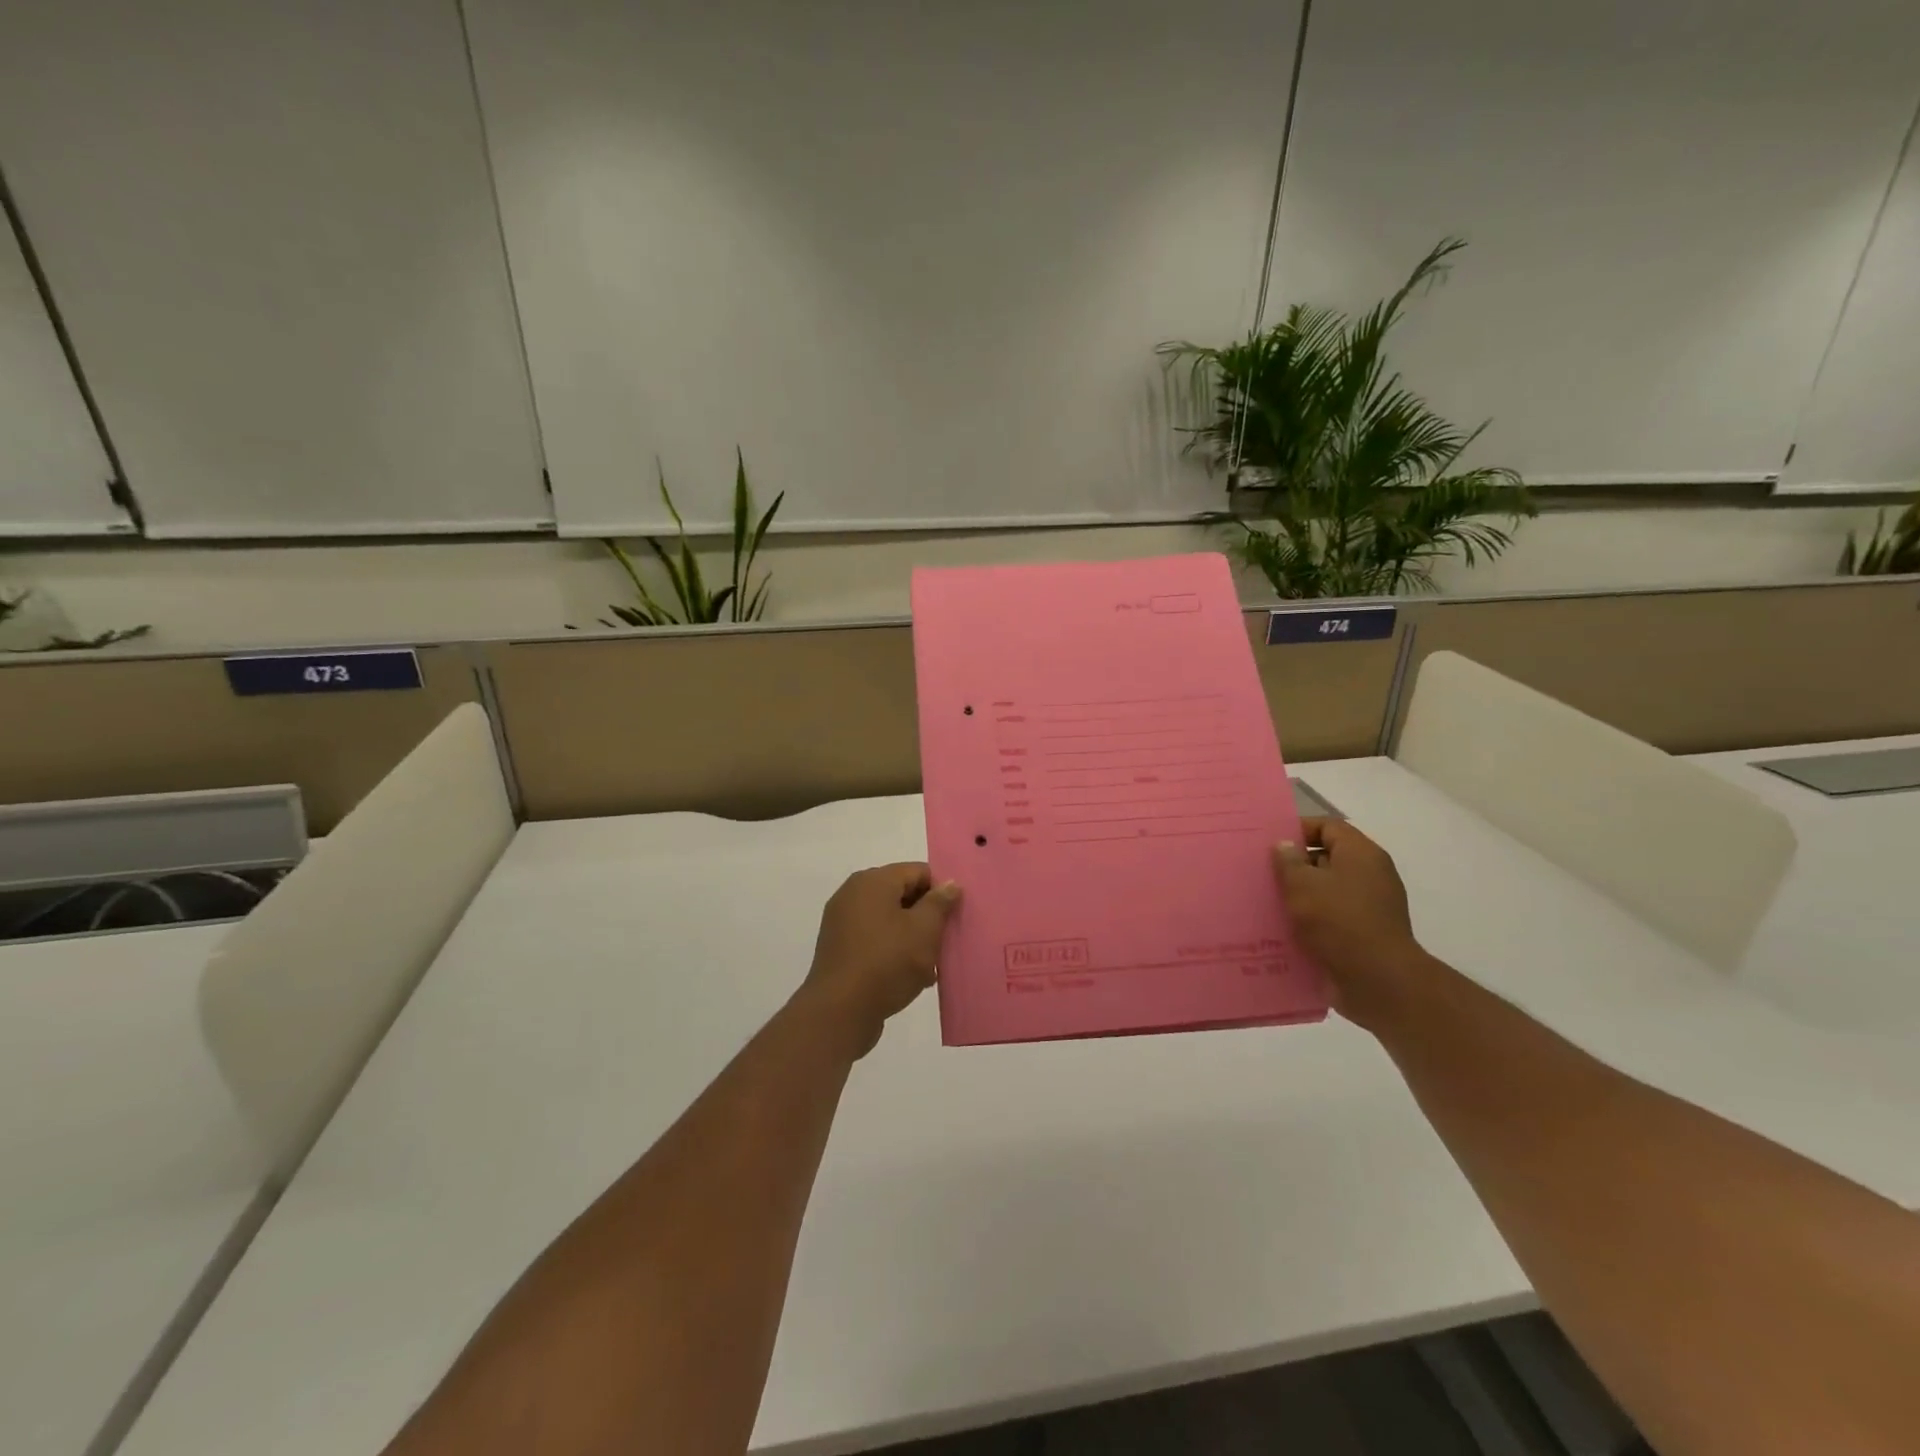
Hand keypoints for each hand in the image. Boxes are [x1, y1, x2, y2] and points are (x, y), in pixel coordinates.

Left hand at [802, 863, 960, 1057]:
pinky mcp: (840, 949)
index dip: (941, 889)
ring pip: (890, 920)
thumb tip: (949, 883)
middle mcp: (853, 894)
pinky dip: (893, 951)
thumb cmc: (887, 963)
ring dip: (912, 937)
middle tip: (945, 940)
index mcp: (872, 881)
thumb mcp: (924, 931)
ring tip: (930, 965)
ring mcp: (843, 922)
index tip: (956, 914)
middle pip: (902, 894)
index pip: (917, 871)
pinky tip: (911, 977)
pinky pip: (875, 940)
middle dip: (927, 916)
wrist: (840, 1012)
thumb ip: (939, 903)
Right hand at [1275, 818, 1423, 1026]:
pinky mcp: (1364, 934)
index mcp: (1361, 854)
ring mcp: (1370, 906)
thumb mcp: (1302, 884)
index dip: (1298, 829)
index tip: (1269, 842)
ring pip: (1327, 890)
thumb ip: (1288, 861)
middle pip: (1327, 858)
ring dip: (1300, 894)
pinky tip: (1284, 927)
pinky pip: (1332, 917)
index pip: (1328, 826)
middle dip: (1294, 864)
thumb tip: (1284, 846)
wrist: (1378, 981)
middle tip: (1261, 872)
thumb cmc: (1338, 921)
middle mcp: (1370, 875)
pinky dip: (1310, 919)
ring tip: (1266, 900)